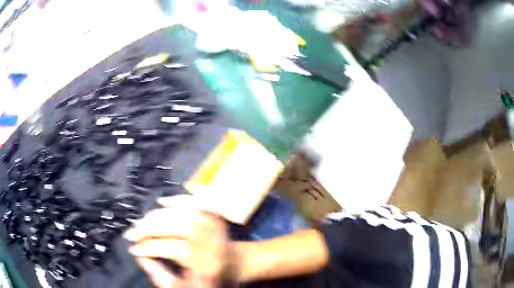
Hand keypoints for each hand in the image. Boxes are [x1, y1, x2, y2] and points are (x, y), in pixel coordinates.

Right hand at [125, 196, 232, 286]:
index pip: (172, 249)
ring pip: (185, 213)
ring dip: (159, 214)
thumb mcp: (181, 287)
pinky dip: (178, 200)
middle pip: (179, 227)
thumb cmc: (208, 282)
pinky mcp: (216, 218)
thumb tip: (138, 256)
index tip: (132, 248)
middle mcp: (215, 244)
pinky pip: (198, 203)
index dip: (148, 247)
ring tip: (142, 221)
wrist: (235, 268)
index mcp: (208, 265)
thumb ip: (159, 274)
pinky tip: (162, 201)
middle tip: (132, 232)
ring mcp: (218, 230)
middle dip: (150, 227)